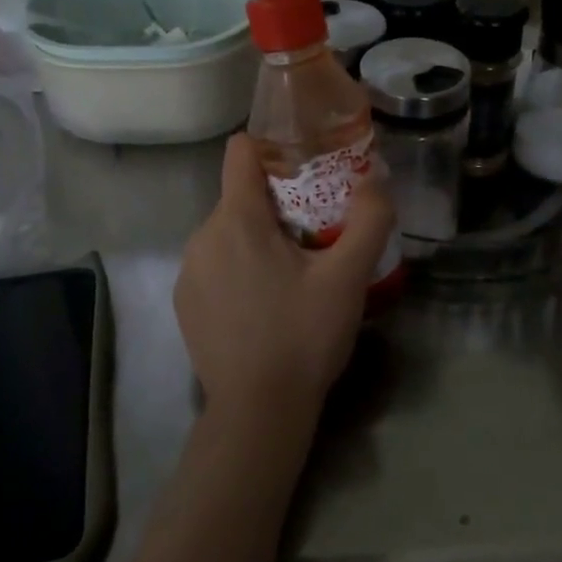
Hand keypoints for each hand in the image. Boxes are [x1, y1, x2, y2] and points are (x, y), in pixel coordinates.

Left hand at [172, 134, 394, 425]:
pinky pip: (214, 263)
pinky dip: (238, 268)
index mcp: (237, 219)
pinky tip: (264, 304)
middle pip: (241, 195)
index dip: (273, 148)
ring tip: (294, 274)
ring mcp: (189, 271)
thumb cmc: (303, 336)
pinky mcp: (185, 302)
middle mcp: (202, 236)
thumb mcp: (348, 278)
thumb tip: (377, 179)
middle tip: (316, 234)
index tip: (306, 169)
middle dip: (278, 203)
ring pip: (228, 231)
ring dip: (259, 238)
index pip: (241, 151)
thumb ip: (368, 220)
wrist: (257, 412)